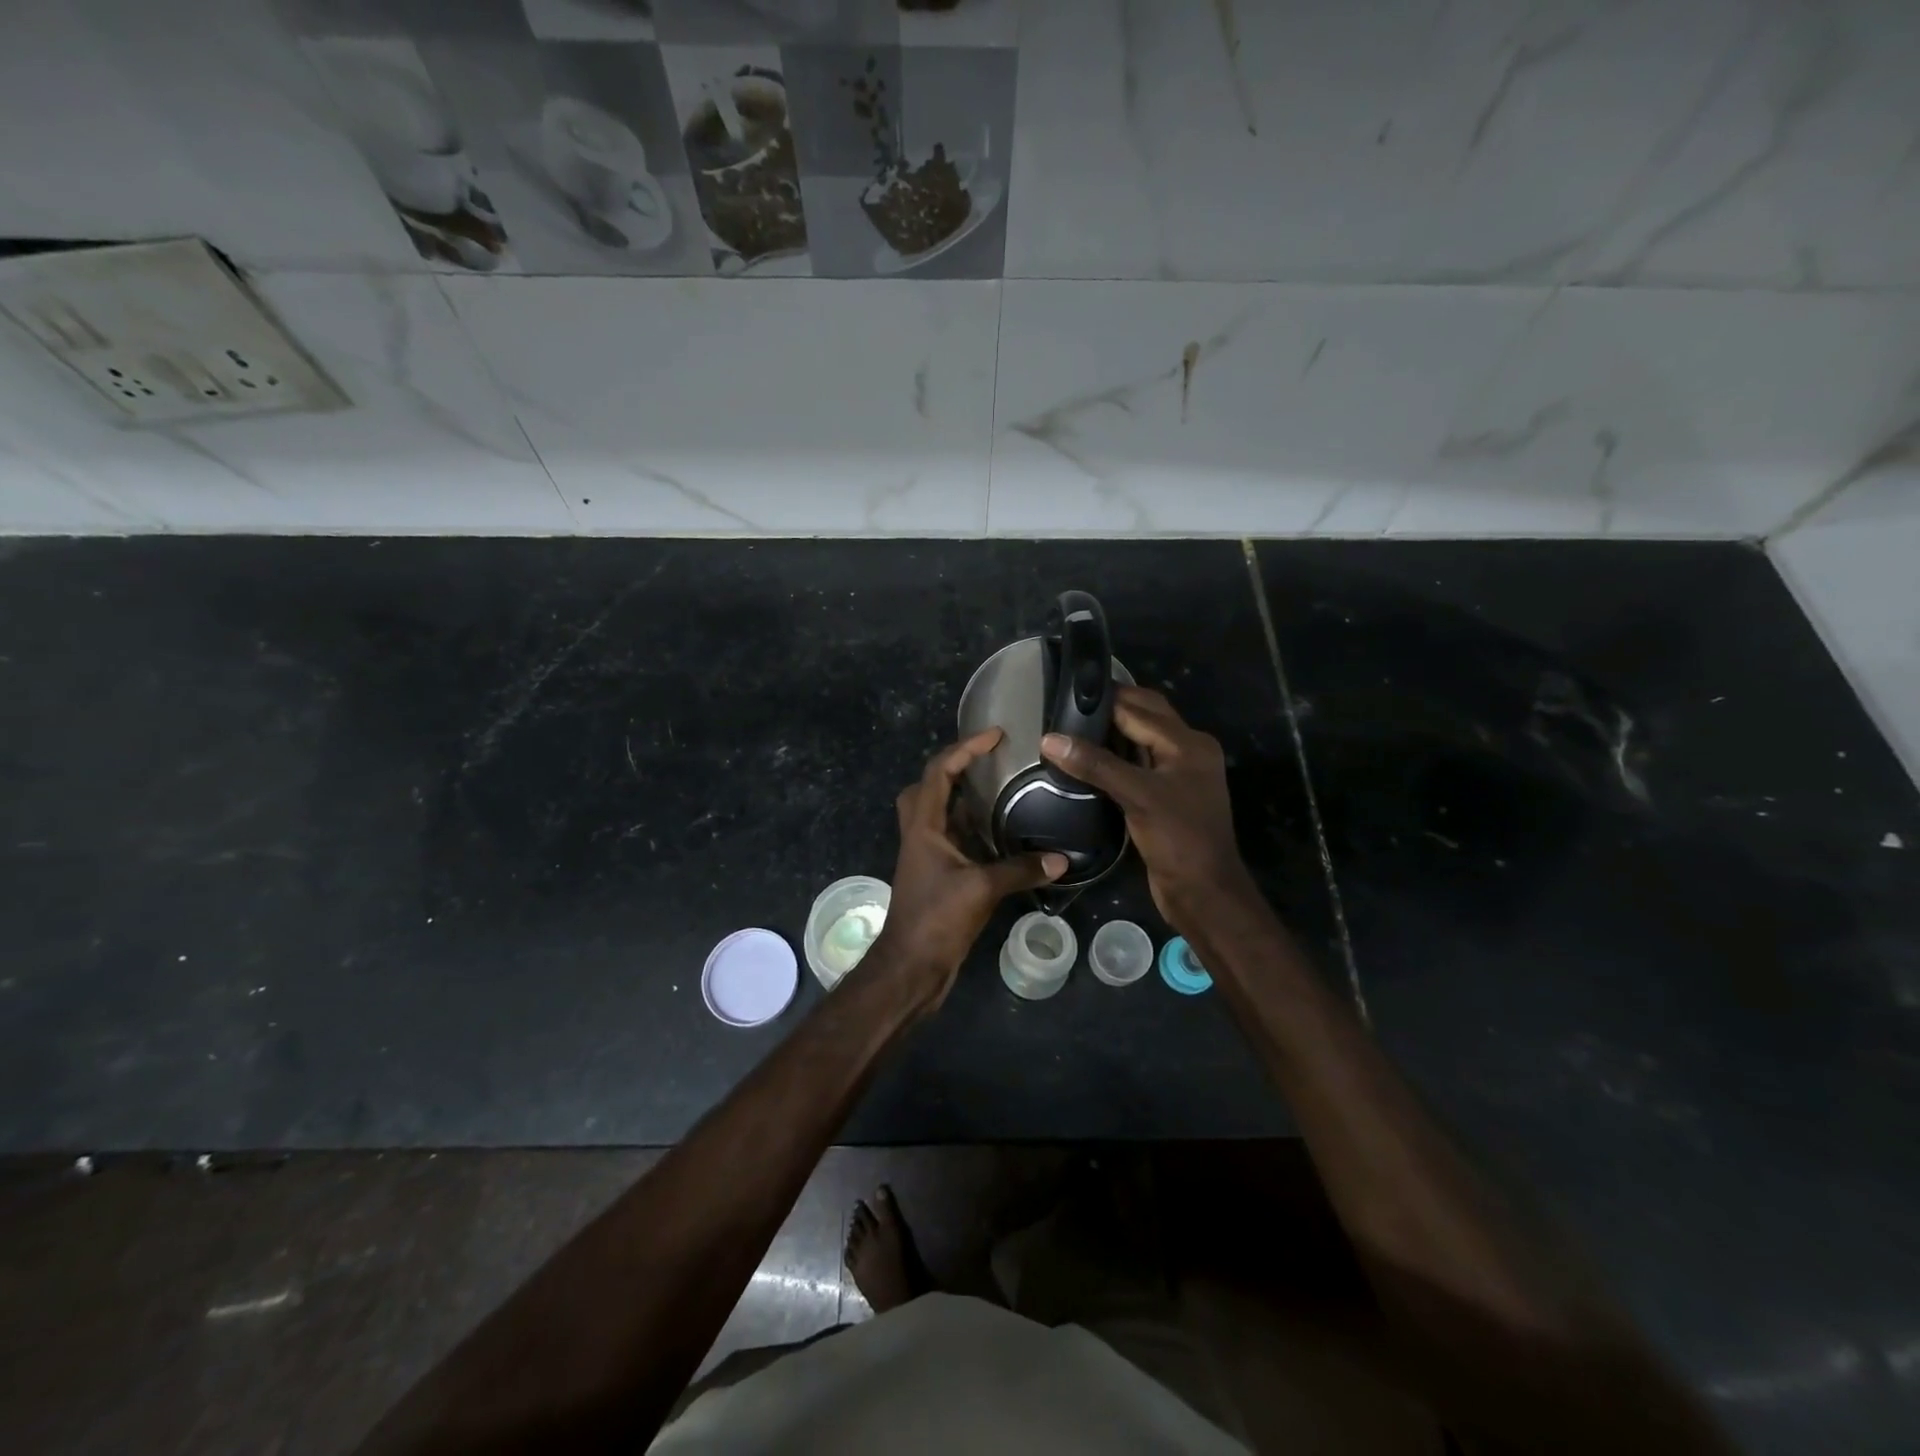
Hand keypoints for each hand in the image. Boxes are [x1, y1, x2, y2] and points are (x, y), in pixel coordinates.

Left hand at [873, 729, 1066, 1005]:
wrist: (911, 966)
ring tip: (1001, 788)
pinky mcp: (937, 874)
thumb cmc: (936, 919)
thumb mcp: (981, 889)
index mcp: (924, 825)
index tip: (996, 736)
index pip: (939, 771)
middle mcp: (921, 832)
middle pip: (928, 786)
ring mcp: (927, 854)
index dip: (965, 748)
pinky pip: (952, 837)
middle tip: (989, 761)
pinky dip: (972, 827)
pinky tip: (1000, 832)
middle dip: (954, 767)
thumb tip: (1061, 859)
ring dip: (964, 797)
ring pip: (940, 812)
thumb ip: (1020, 870)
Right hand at [1041, 685, 1251, 929]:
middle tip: (1066, 707)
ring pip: (1140, 740)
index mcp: (1188, 742)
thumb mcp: (1137, 795)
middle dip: (1109, 709)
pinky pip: (1137, 764)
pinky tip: (1087, 760)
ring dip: (1111, 732)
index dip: (1102, 701)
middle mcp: (1187, 750)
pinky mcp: (1165, 796)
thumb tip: (1049, 739)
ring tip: (1070, 727)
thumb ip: (1095, 764)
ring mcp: (1177, 774)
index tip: (1064, 694)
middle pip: (1144, 716)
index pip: (1138, 708)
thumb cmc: (1177, 838)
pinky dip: (1115, 757)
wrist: (1202, 892)